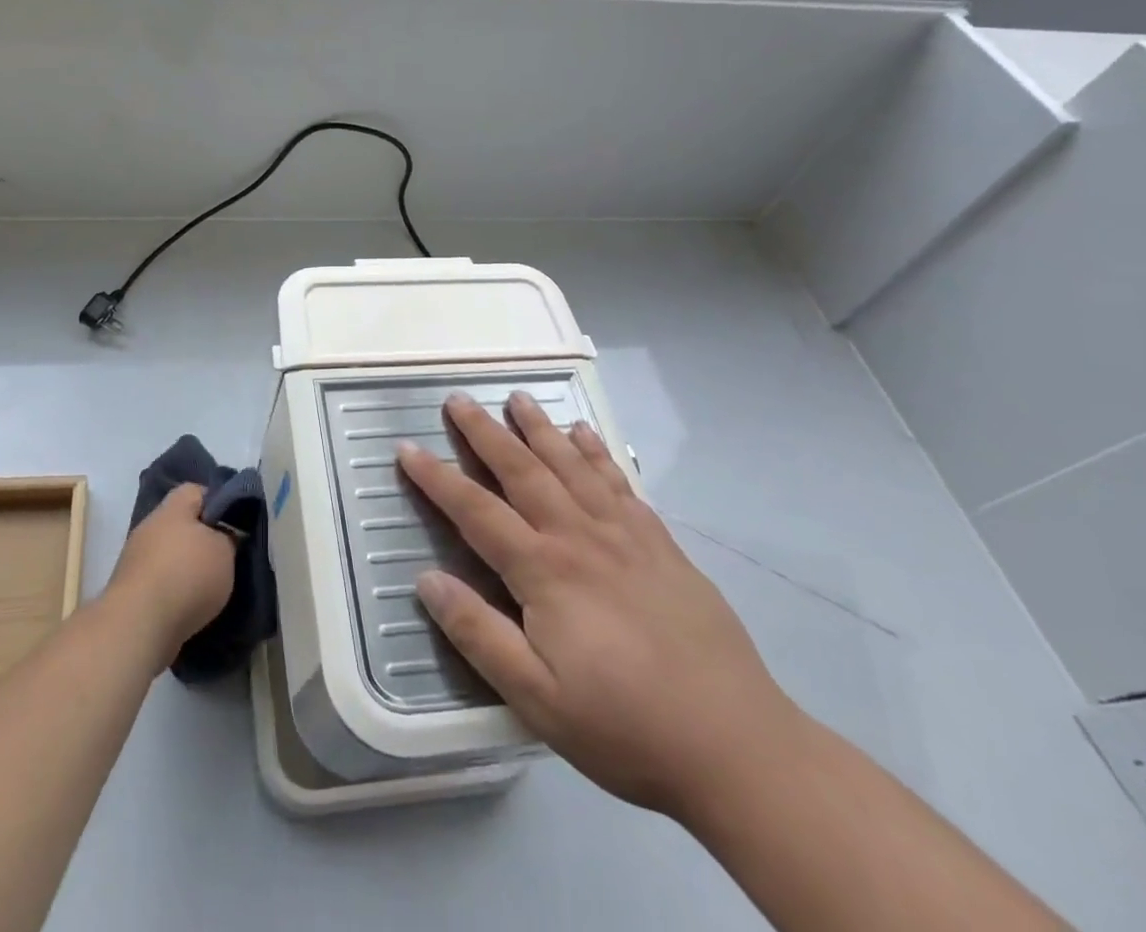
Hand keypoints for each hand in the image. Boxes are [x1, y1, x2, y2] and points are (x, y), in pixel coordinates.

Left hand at [103, 484, 235, 671]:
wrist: (138, 626)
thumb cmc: (187, 576)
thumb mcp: (224, 550)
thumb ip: (229, 535)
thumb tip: (226, 532)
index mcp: (173, 508)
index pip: (196, 490)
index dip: (218, 502)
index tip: (235, 523)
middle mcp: (150, 526)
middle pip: (181, 523)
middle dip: (203, 538)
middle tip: (226, 556)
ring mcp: (135, 558)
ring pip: (169, 553)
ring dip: (187, 566)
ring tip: (210, 586)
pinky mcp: (130, 589)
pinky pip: (159, 580)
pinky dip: (174, 590)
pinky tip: (189, 605)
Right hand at [397, 392, 802, 823]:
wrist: (739, 747)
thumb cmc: (625, 726)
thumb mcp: (536, 698)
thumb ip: (478, 634)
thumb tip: (426, 579)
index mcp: (544, 571)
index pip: (475, 511)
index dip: (436, 478)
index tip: (406, 448)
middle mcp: (579, 537)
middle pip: (522, 470)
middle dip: (484, 432)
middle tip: (457, 400)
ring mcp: (625, 535)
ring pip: (571, 464)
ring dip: (539, 428)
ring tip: (517, 398)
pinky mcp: (661, 545)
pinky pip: (619, 483)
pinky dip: (597, 453)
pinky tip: (586, 434)